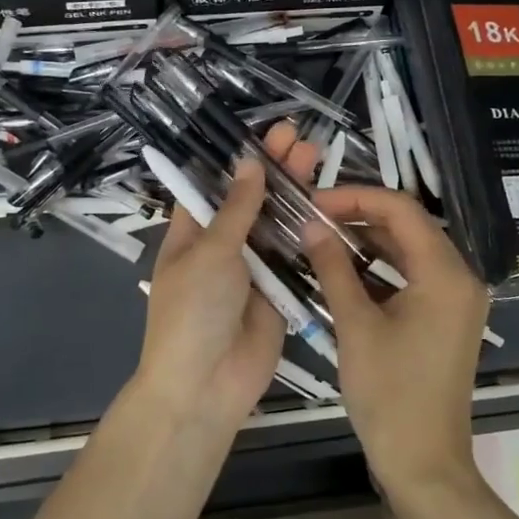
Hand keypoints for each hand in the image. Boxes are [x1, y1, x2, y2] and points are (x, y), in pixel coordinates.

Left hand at [131, 123, 321, 428]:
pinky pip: (294, 255)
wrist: (206, 385)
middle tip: (297, 135)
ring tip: (315, 154)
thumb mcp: (210, 252)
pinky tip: (326, 202)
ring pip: (275, 223)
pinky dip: (307, 230)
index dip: (236, 159)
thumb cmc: (193, 311)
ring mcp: (252, 267)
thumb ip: (237, 210)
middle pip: (250, 199)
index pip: (213, 185)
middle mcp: (222, 245)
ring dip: (292, 193)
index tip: (261, 133)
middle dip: (271, 169)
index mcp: (192, 232)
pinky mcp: (279, 289)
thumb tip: (248, 163)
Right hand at [302, 185, 490, 493]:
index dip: (355, 197)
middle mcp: (461, 277)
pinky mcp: (447, 318)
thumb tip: (311, 225)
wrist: (424, 462)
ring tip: (322, 237)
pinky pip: (414, 276)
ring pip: (411, 250)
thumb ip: (333, 268)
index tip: (313, 202)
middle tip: (312, 217)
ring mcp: (457, 299)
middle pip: (409, 225)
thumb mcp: (355, 326)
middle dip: (360, 215)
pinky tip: (345, 269)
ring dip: (369, 241)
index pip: (401, 210)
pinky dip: (382, 268)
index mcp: (445, 274)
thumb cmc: (389, 394)